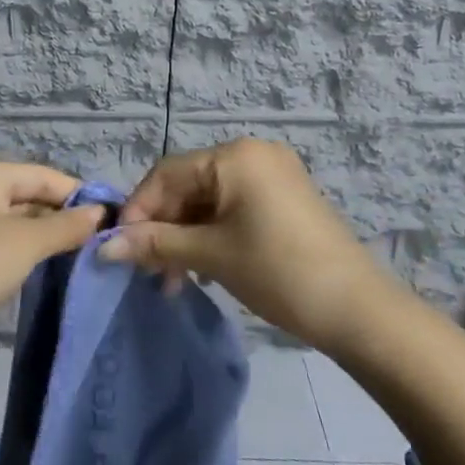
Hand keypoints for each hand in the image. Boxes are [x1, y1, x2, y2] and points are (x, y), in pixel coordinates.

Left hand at [0, 161, 105, 378]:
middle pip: (30, 196)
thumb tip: (101, 213)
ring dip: (49, 236)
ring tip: (85, 252)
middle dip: (63, 215)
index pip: (42, 175)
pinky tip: (53, 267)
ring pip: (19, 223)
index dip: (77, 193)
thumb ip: (68, 225)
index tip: (112, 215)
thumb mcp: (29, 240)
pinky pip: (7, 246)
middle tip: (102, 237)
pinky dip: (29, 253)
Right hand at [102, 139, 392, 352]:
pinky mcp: (284, 199)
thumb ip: (156, 243)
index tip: (122, 248)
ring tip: (175, 279)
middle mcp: (252, 154)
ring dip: (186, 235)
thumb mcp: (211, 255)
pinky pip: (233, 207)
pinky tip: (204, 267)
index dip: (139, 209)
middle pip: (188, 185)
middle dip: (164, 227)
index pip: (167, 173)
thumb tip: (105, 245)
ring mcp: (273, 175)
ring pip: (209, 200)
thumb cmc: (278, 271)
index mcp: (234, 155)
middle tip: (150, 272)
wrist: (358, 309)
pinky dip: (212, 234)